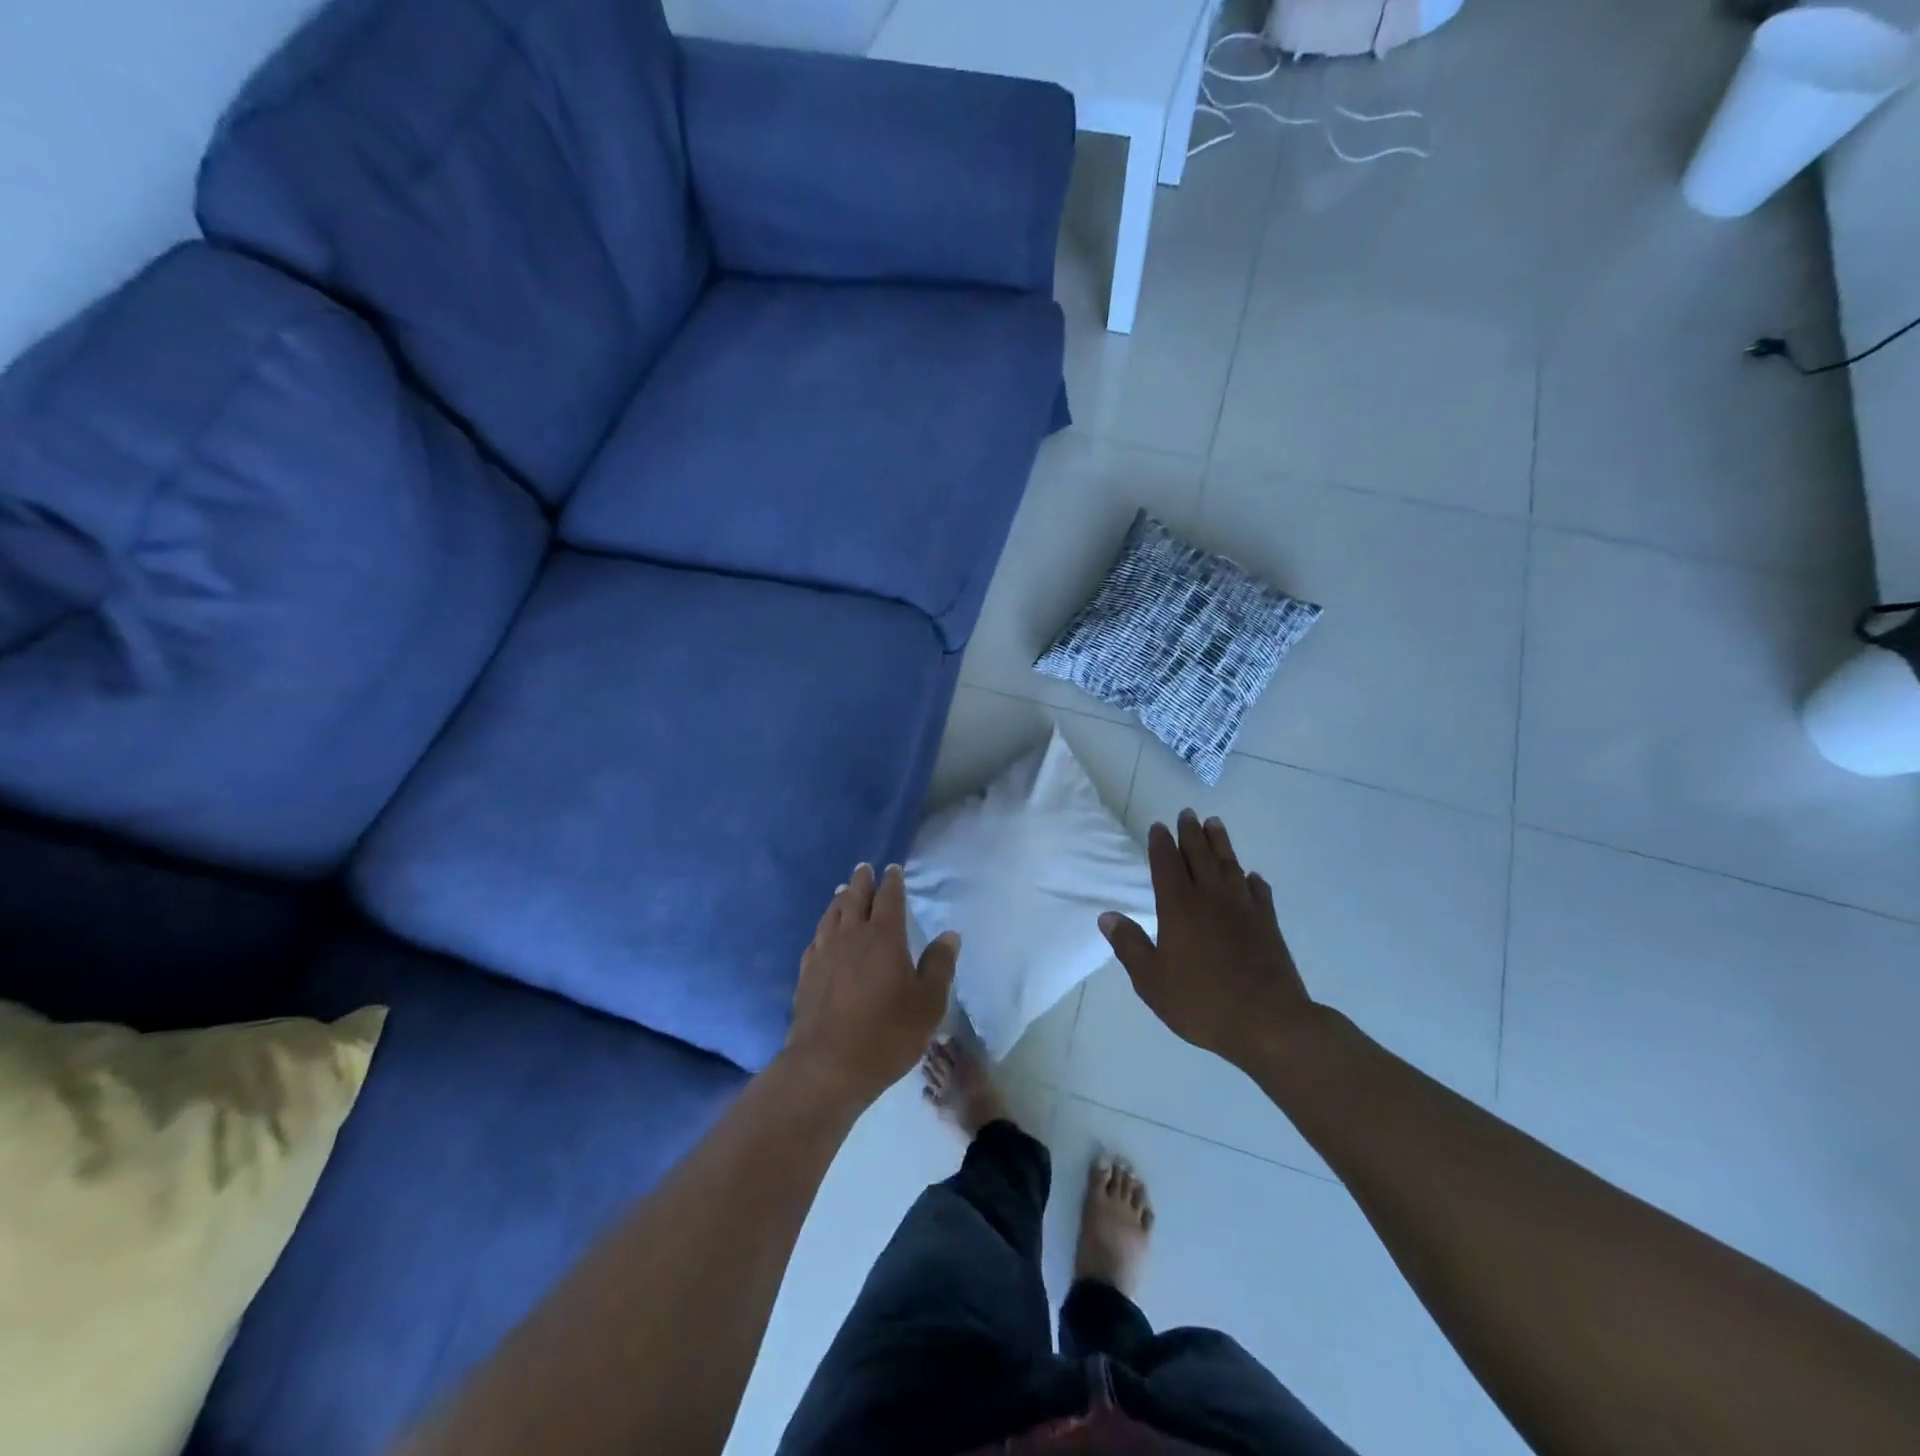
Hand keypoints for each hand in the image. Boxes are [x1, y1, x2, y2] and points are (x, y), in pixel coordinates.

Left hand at [786, 863, 958, 1104]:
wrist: (828, 1065)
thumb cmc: (887, 1033)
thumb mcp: (928, 1003)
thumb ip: (939, 966)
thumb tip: (949, 935)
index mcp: (885, 937)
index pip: (889, 898)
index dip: (892, 882)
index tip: (893, 868)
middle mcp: (852, 936)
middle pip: (855, 898)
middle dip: (862, 881)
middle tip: (864, 868)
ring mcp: (825, 953)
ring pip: (832, 915)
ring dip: (840, 900)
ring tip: (843, 891)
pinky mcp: (806, 973)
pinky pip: (816, 939)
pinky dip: (823, 927)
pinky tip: (823, 932)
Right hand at [1099, 810, 1312, 1070]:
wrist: (1269, 1022)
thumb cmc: (1202, 1002)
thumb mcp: (1152, 981)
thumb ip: (1129, 946)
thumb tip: (1107, 916)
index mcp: (1179, 907)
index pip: (1166, 865)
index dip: (1161, 844)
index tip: (1159, 826)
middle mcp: (1211, 898)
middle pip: (1199, 856)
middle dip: (1191, 833)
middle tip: (1187, 813)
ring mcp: (1243, 909)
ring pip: (1229, 866)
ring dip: (1221, 844)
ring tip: (1215, 824)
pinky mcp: (1268, 924)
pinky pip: (1259, 893)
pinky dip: (1253, 880)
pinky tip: (1251, 876)